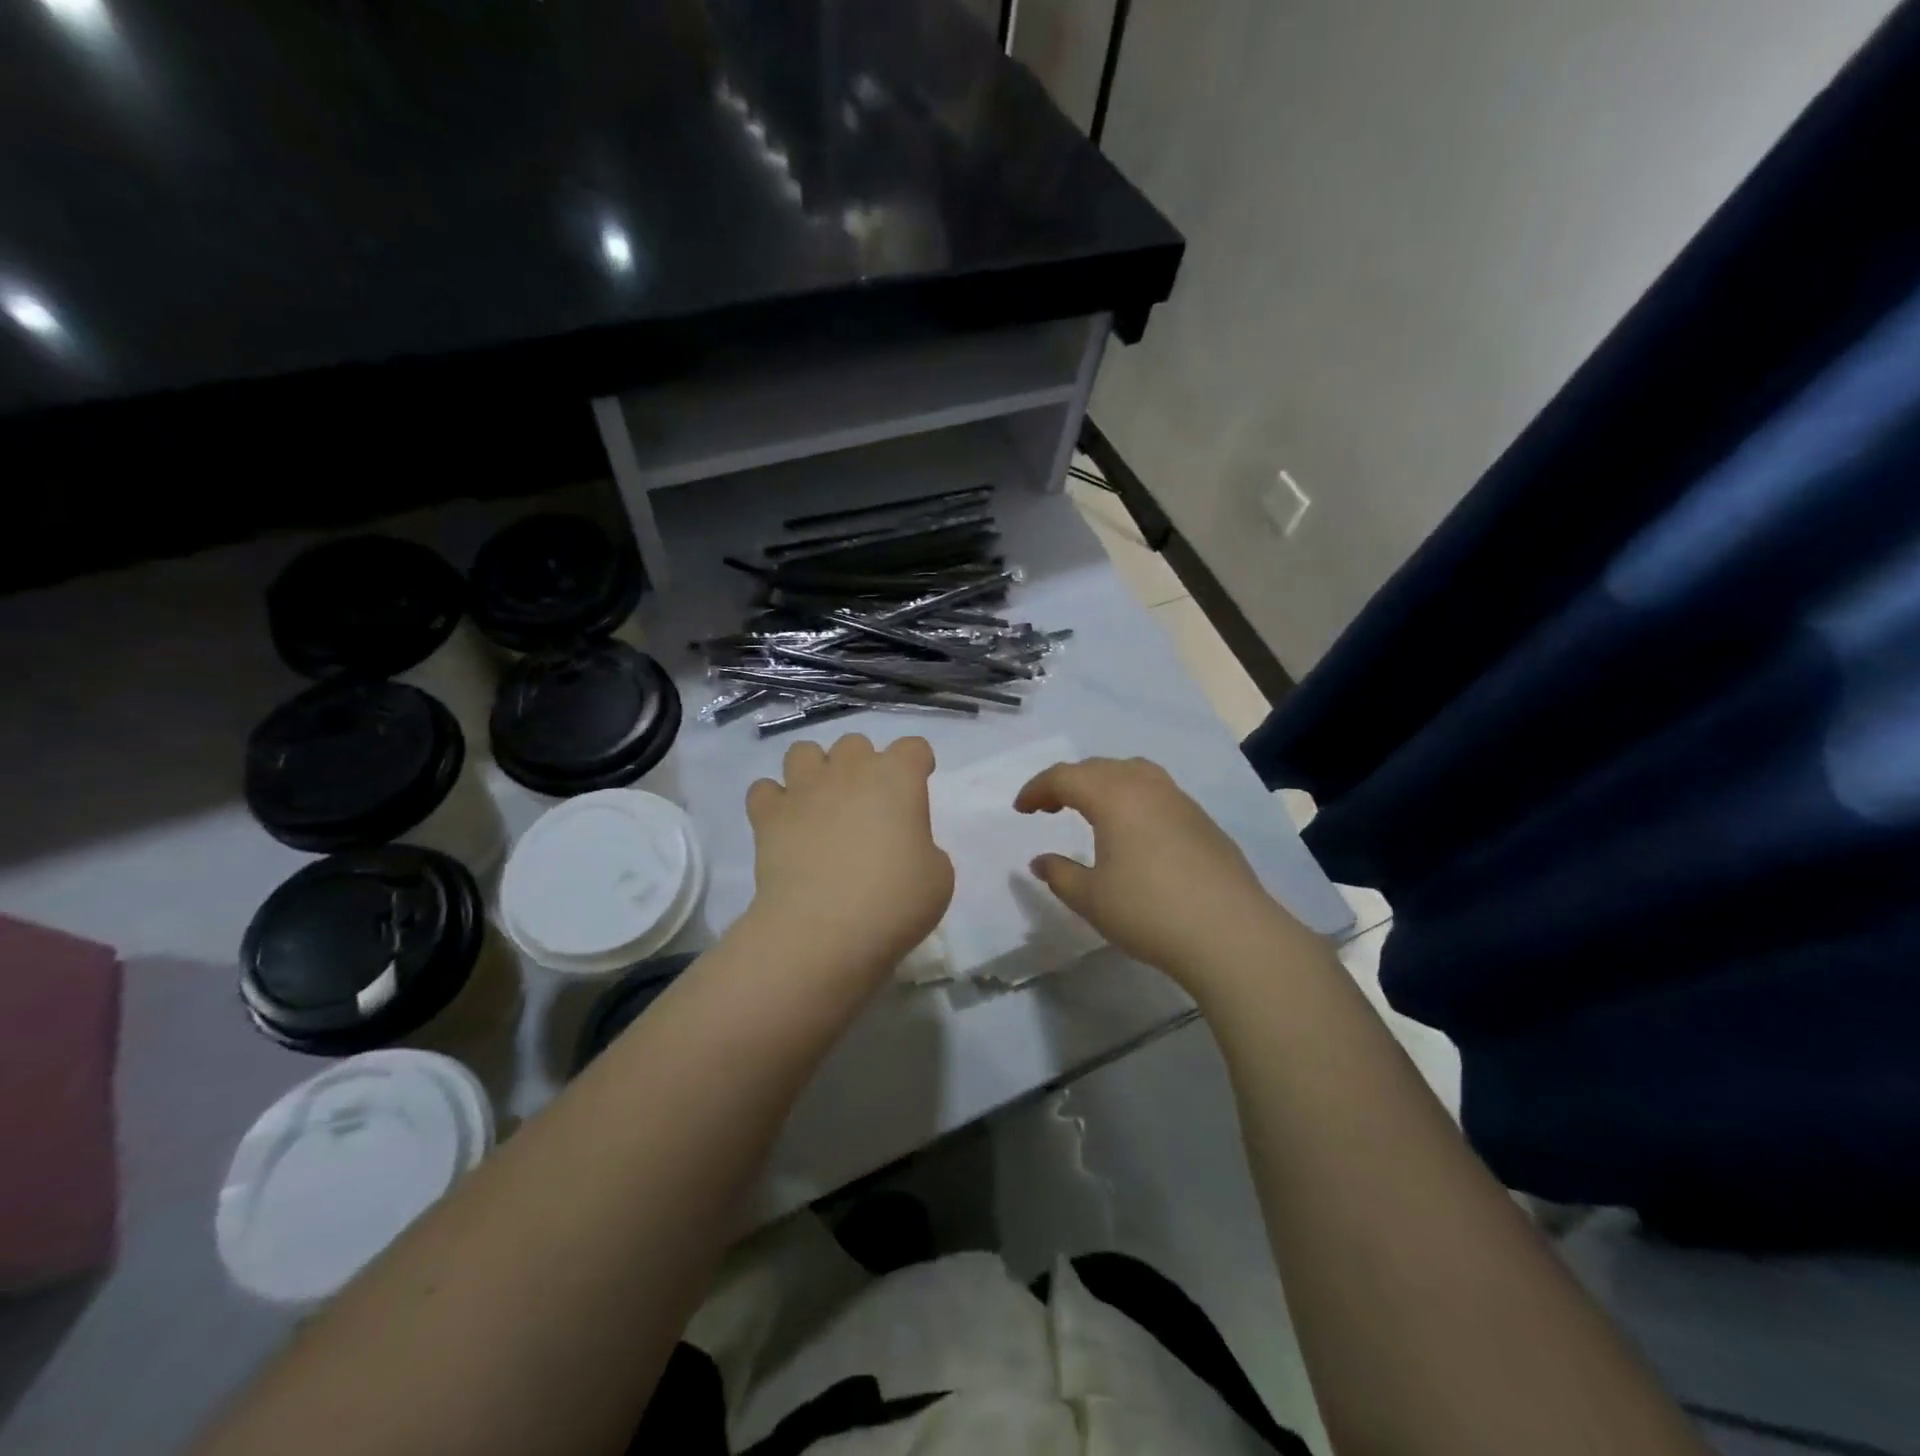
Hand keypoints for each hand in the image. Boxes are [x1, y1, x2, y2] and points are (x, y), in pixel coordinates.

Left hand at [744, 735, 954, 983]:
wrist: (822, 930)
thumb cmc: (893, 902)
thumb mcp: (938, 878)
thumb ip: (924, 849)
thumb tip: (903, 848)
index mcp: (898, 778)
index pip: (914, 748)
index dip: (918, 764)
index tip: (917, 789)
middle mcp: (849, 770)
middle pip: (856, 744)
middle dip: (862, 765)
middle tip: (867, 805)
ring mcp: (804, 789)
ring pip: (803, 751)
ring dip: (814, 770)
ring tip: (821, 803)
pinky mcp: (768, 815)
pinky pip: (764, 790)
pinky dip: (774, 802)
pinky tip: (785, 824)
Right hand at [1016, 756, 1303, 984]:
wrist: (1230, 933)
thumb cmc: (1149, 912)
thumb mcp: (1091, 898)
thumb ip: (1059, 874)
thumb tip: (1040, 860)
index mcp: (1113, 795)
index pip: (1064, 777)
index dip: (1036, 789)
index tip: (1020, 809)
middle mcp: (1146, 785)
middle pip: (1098, 767)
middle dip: (1067, 782)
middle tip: (1048, 807)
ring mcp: (1180, 799)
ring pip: (1132, 772)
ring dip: (1103, 783)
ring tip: (1091, 809)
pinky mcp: (1203, 819)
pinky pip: (1156, 791)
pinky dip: (1131, 797)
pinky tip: (1133, 830)